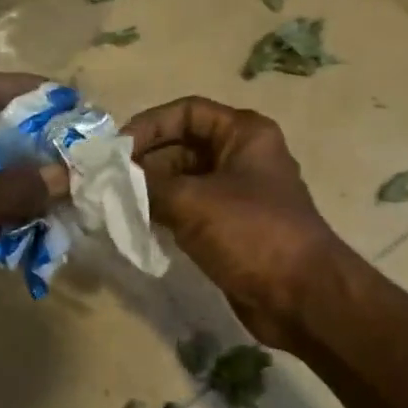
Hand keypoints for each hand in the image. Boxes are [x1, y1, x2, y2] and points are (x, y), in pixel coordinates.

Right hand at [126, 97, 342, 346]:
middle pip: (184, 146)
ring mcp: (239, 195)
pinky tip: (136, 227)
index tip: (115, 150)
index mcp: (245, 134)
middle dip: (145, 161)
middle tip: (106, 183)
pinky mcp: (233, 229)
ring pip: (185, 181)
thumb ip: (147, 186)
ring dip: (151, 191)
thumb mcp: (193, 202)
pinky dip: (165, 215)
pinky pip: (192, 212)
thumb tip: (112, 180)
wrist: (301, 296)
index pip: (188, 112)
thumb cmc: (252, 233)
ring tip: (114, 205)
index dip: (150, 125)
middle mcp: (243, 157)